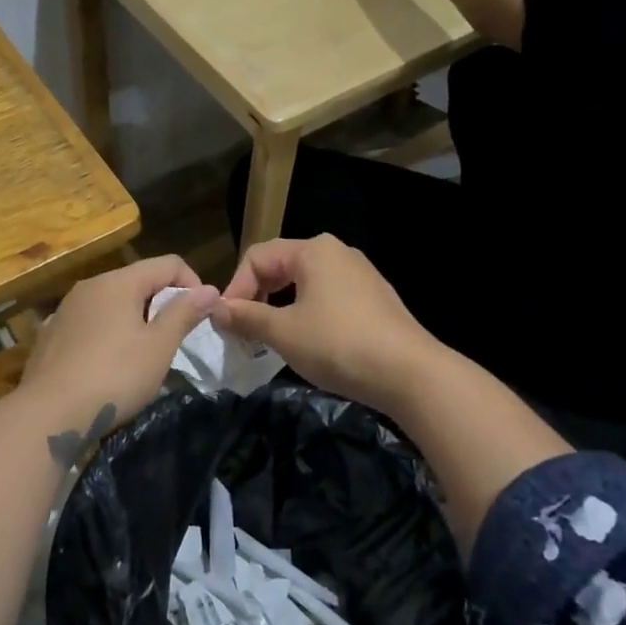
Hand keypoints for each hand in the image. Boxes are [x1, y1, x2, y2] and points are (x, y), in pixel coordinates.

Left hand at [19, 255, 217, 438]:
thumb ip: (184, 313)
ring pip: (111, 302)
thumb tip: (210, 289)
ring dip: (133, 318)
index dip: (192, 283)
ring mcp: (65, 309)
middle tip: (174, 338)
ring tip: (142, 353)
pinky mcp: (50, 334)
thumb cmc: (114, 376)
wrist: (48, 415)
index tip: (201, 315)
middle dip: (162, 302)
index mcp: (118, 282)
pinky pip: (89, 323)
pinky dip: (106, 333)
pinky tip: (107, 362)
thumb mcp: (159, 347)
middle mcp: (89, 286)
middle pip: (137, 280)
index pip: (167, 263)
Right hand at [213, 235, 438, 410]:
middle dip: (257, 297)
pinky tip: (308, 343)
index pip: (257, 257)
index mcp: (313, 250)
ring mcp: (360, 274)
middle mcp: (337, 252)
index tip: (226, 323)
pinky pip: (328, 297)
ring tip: (271, 339)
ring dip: (280, 308)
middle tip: (244, 331)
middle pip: (281, 266)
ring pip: (304, 284)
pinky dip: (307, 314)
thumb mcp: (283, 332)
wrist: (410, 374)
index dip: (235, 288)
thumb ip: (246, 317)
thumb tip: (215, 309)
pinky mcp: (374, 299)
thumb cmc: (338, 344)